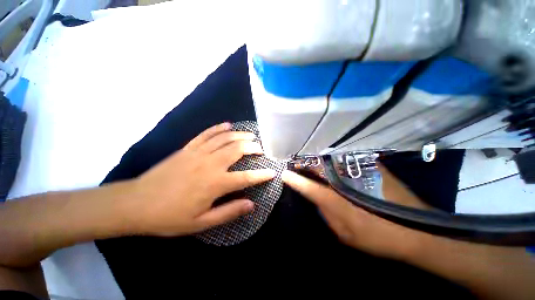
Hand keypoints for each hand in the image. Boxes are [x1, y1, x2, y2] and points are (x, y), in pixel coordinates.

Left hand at [132, 123, 275, 235]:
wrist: (135, 203)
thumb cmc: (169, 216)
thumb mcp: (201, 223)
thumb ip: (229, 212)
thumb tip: (251, 205)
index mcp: (215, 183)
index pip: (246, 177)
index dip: (262, 175)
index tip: (272, 172)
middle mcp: (210, 164)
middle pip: (238, 150)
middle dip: (253, 148)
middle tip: (262, 149)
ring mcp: (198, 153)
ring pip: (225, 139)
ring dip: (241, 135)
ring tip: (251, 136)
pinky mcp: (188, 148)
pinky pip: (207, 134)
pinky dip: (219, 128)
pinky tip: (228, 125)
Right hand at [282, 170, 422, 259]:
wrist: (416, 230)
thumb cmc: (378, 238)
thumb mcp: (345, 235)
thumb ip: (326, 214)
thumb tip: (316, 197)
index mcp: (339, 202)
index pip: (310, 187)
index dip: (295, 179)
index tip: (284, 174)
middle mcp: (347, 183)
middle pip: (319, 168)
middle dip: (304, 165)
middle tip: (296, 164)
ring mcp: (361, 172)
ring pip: (330, 160)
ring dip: (317, 161)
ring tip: (310, 162)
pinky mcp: (371, 167)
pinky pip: (345, 158)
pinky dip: (333, 159)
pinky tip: (331, 161)